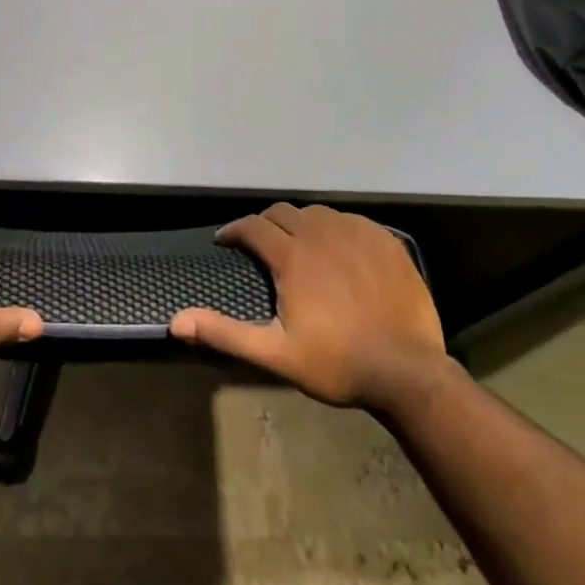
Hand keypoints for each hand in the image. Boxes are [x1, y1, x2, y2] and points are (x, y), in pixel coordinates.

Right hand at [170, 203, 444, 407]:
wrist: (408, 372)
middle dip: (265, 224)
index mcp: (291, 256)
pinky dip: (336, 229)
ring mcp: (356, 233)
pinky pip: (351, 221)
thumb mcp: (275, 354)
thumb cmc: (336, 363)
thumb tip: (176, 322)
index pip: (253, 226)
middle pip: (283, 212)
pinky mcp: (385, 239)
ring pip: (317, 213)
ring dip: (300, 224)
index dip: (234, 231)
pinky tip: (339, 250)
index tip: (225, 242)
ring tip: (299, 246)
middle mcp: (320, 233)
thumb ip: (225, 333)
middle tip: (261, 245)